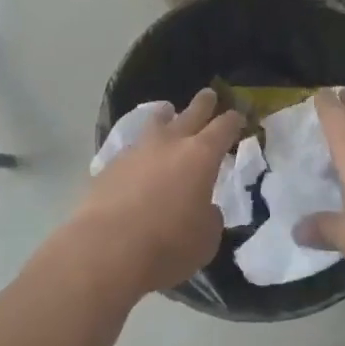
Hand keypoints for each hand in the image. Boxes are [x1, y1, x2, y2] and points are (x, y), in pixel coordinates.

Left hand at [68, 89, 243, 296]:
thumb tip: (203, 208)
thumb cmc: (168, 245)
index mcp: (201, 156)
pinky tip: (139, 161)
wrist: (106, 250)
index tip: (238, 117)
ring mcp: (137, 151)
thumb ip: (210, 216)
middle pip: (191, 113)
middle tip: (209, 95)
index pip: (224, 128)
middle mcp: (170, 143)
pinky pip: (132, 150)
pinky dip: (141, 151)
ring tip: (167, 113)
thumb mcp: (206, 238)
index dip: (233, 121)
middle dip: (203, 104)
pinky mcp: (110, 166)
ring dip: (165, 118)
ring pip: (155, 124)